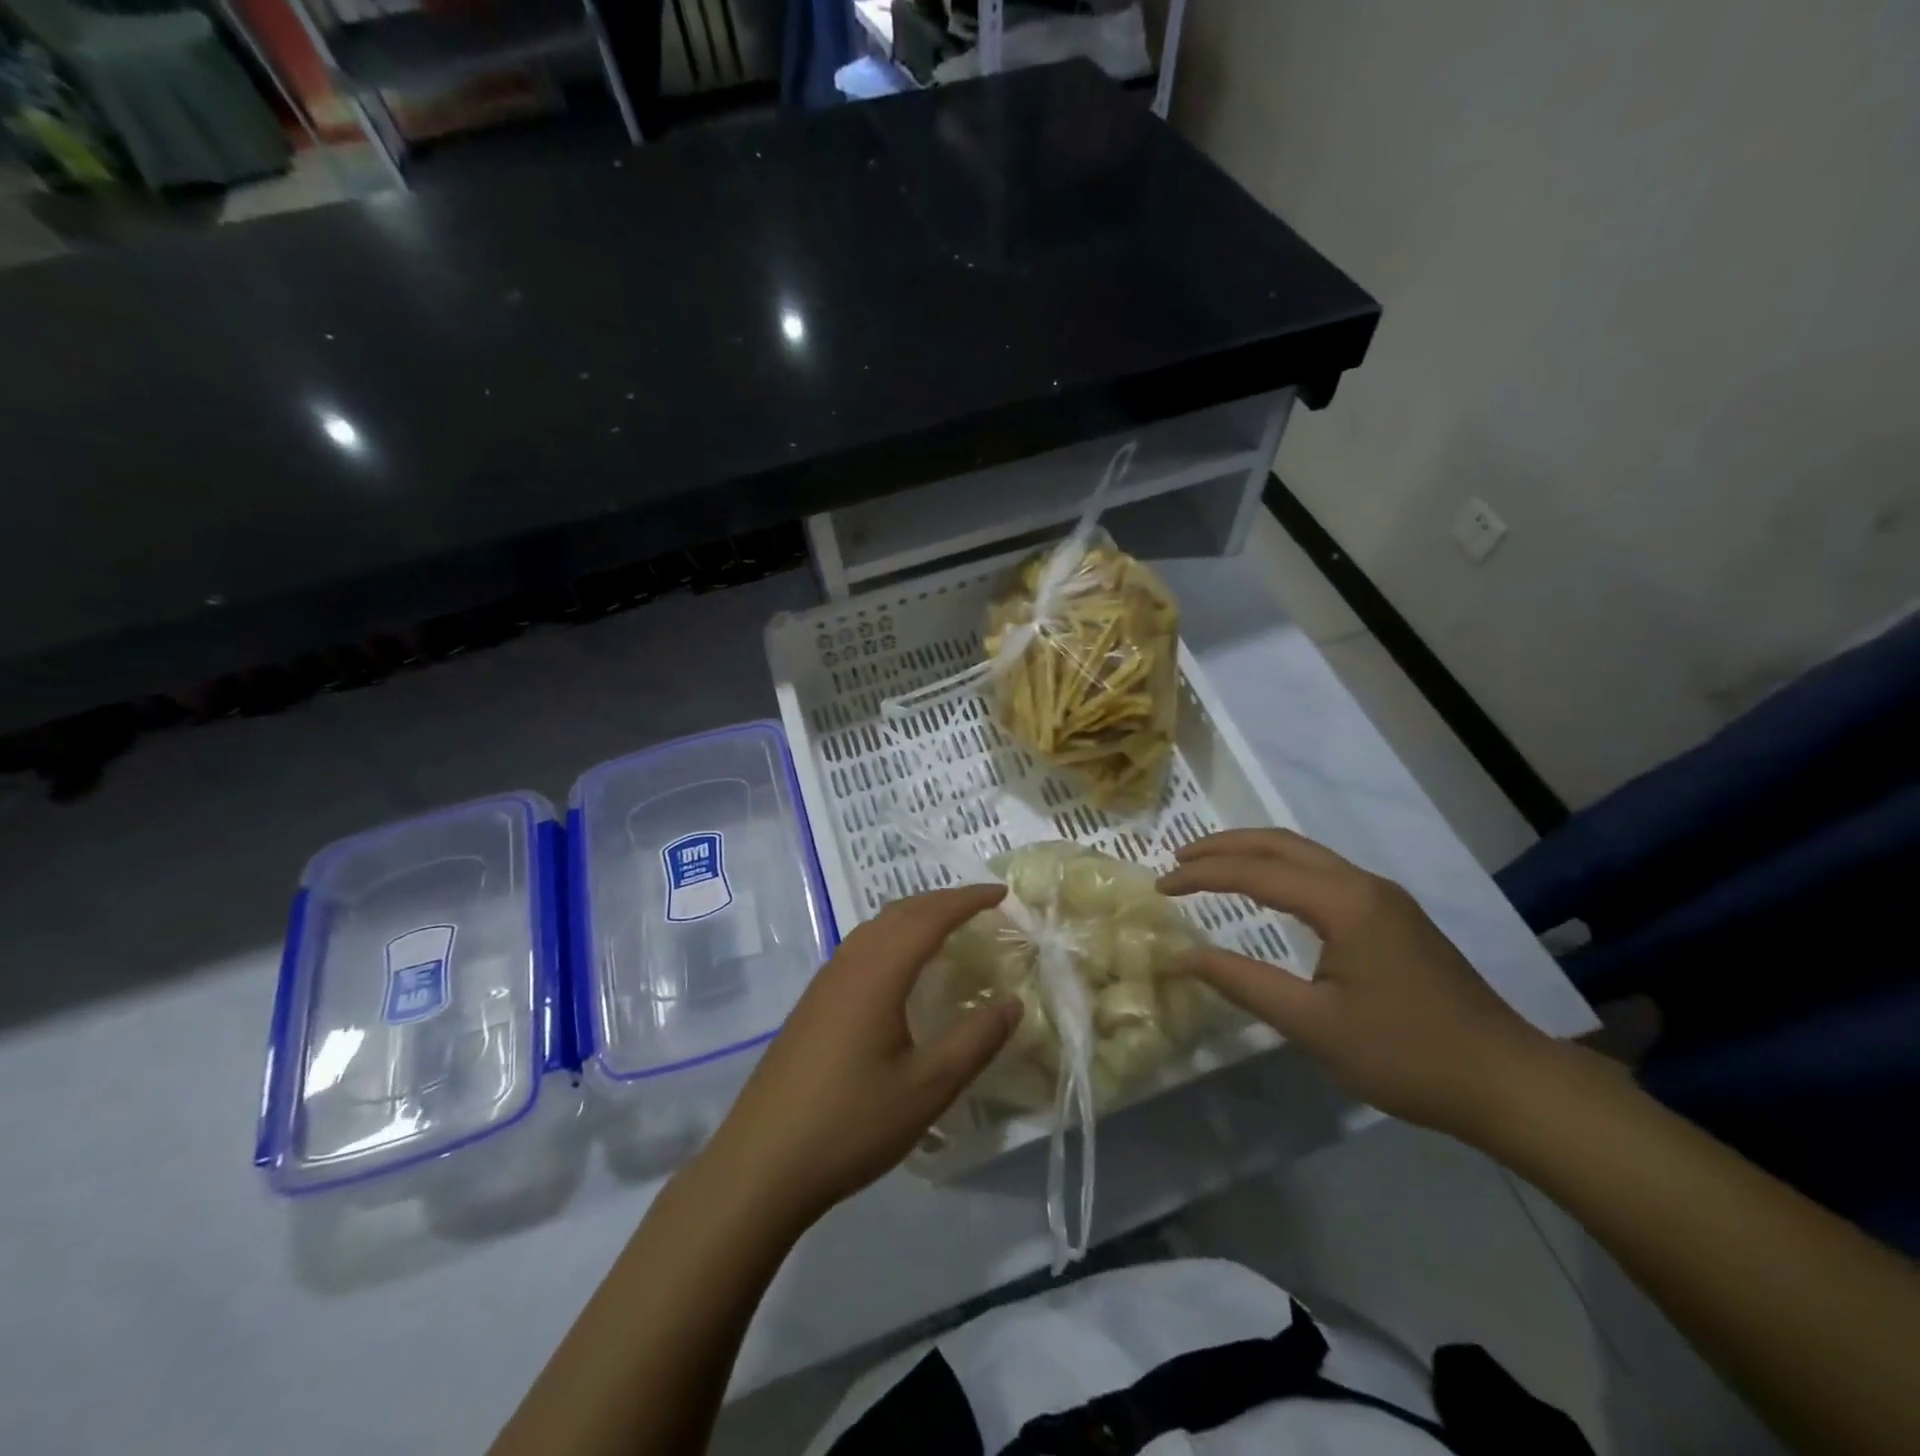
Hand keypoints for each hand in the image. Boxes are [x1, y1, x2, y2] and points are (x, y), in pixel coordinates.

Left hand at [701, 885, 1017, 1228]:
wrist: (760, 1165)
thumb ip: (975, 1040)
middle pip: (900, 912)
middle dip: (942, 900)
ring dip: (915, 916)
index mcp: (877, 973)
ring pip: (875, 927)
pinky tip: (900, 969)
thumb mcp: (927, 1089)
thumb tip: (1013, 1002)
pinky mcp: (812, 1004)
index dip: (967, 899)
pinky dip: (893, 938)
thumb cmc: (850, 1124)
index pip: (930, 917)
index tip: (1001, 892)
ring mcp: (824, 983)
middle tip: (982, 905)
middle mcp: (848, 964)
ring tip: (947, 928)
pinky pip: (861, 948)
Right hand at [1157, 829, 1560, 1141]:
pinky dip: (1280, 870)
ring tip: (1209, 866)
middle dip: (1224, 846)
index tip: (1161, 886)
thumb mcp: (1313, 1025)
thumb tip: (1180, 957)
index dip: (1203, 876)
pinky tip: (1266, 890)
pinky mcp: (1393, 915)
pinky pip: (1323, 872)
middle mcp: (1363, 884)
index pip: (1256, 872)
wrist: (1508, 1081)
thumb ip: (1242, 983)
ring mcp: (1383, 896)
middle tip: (1178, 859)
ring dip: (1252, 853)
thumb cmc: (1407, 1055)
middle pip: (1281, 843)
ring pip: (1304, 853)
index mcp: (1345, 903)